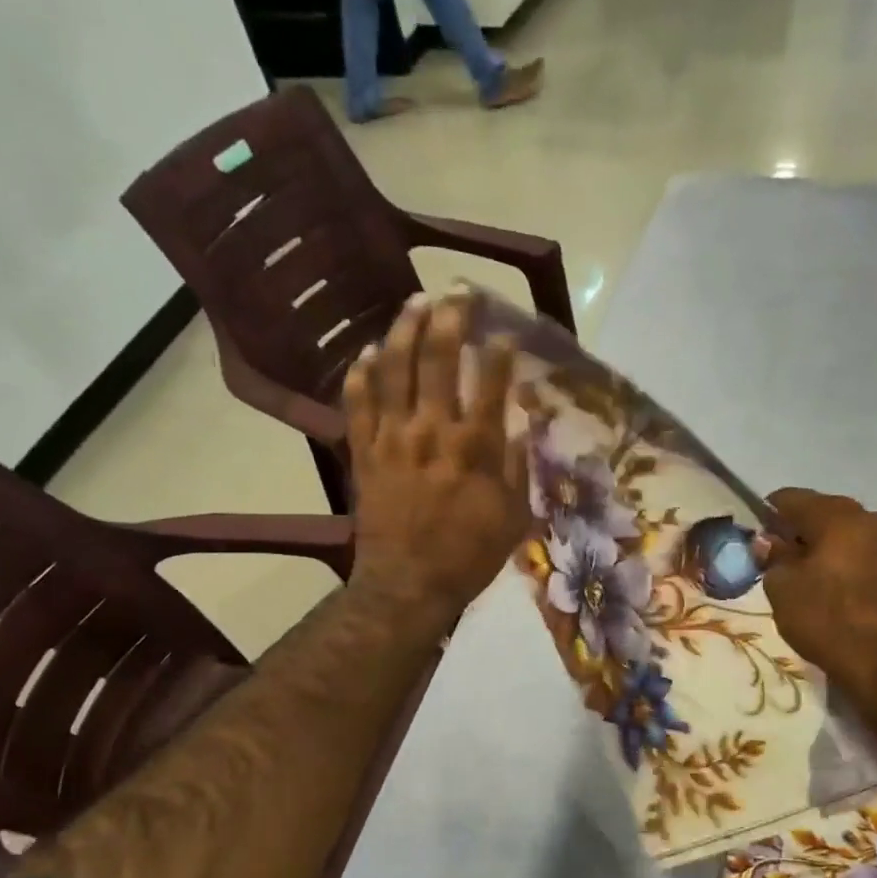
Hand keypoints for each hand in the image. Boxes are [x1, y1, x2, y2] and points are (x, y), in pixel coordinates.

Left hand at [343, 294, 529, 624]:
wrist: (408, 585)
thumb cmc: (469, 556)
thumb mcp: (512, 516)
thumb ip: (515, 464)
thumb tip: (517, 422)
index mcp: (475, 446)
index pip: (488, 380)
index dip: (497, 349)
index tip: (504, 330)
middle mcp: (432, 430)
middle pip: (438, 359)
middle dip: (449, 318)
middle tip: (456, 292)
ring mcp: (392, 437)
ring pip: (394, 369)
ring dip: (404, 330)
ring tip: (414, 302)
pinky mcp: (364, 451)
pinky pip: (358, 402)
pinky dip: (362, 373)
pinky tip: (369, 352)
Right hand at [763, 488, 876, 684]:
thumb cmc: (827, 619)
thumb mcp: (782, 588)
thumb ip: (773, 557)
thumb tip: (771, 543)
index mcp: (838, 516)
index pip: (791, 498)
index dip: (767, 514)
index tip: (756, 537)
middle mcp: (871, 520)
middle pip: (824, 513)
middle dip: (799, 531)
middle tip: (778, 559)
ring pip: (848, 535)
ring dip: (826, 548)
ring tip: (807, 578)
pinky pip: (866, 556)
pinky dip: (847, 565)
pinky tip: (835, 591)